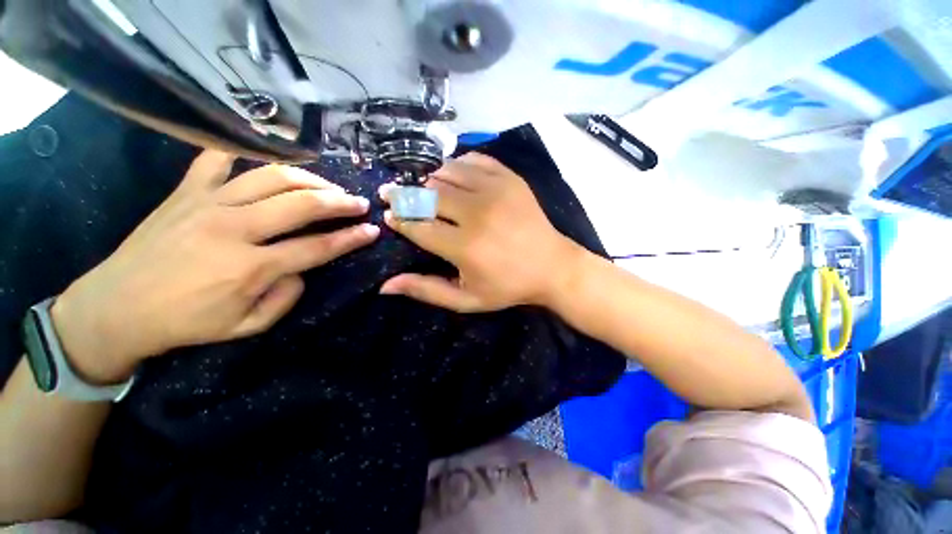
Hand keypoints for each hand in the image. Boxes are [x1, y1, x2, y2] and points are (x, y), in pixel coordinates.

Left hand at [51, 151, 378, 383]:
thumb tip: (302, 270)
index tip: (372, 230)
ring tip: (327, 185)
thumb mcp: (247, 326)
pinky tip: (266, 155)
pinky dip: (243, 150)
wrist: (117, 307)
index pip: (317, 247)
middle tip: (358, 203)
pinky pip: (217, 159)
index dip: (351, 238)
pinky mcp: (186, 192)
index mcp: (250, 268)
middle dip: (339, 202)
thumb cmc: (186, 323)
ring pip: (271, 177)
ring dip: (309, 178)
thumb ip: (285, 299)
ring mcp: (208, 204)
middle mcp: (234, 229)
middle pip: (302, 205)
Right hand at [379, 153, 580, 312]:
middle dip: (403, 194)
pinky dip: (456, 165)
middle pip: (427, 194)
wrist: (552, 266)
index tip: (390, 217)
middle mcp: (477, 214)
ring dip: (428, 179)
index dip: (398, 219)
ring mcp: (496, 191)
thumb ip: (427, 290)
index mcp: (465, 247)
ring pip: (446, 172)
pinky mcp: (510, 179)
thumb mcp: (467, 299)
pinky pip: (473, 160)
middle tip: (393, 194)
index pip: (418, 226)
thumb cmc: (508, 287)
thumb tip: (385, 286)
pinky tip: (452, 176)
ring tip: (421, 188)